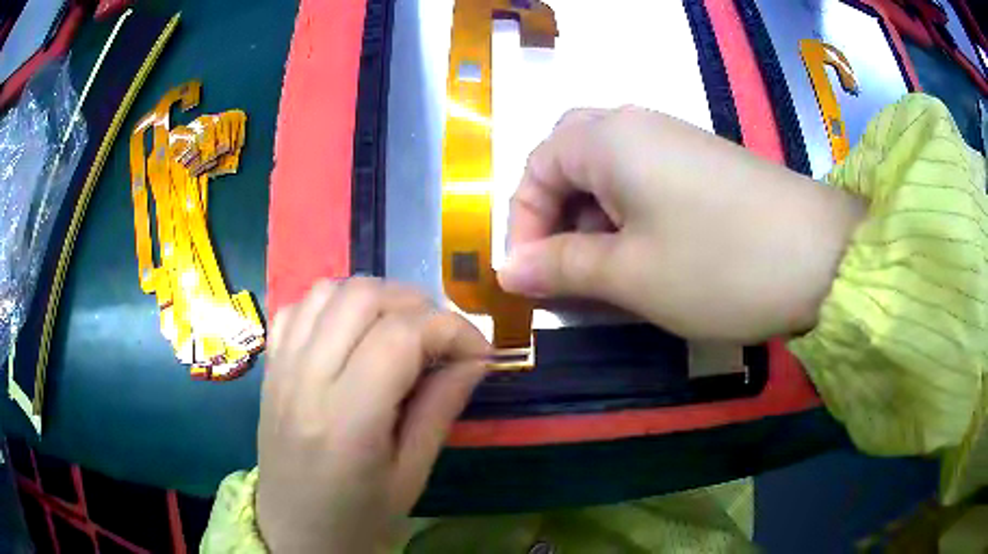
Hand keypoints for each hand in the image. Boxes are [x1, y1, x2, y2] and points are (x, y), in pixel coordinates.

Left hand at [255, 278, 489, 552]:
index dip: (452, 329)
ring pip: (330, 290)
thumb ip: (441, 408)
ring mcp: (281, 368)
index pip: (401, 337)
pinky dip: (334, 304)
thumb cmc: (360, 517)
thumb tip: (476, 358)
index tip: (479, 351)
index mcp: (347, 420)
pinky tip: (352, 332)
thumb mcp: (412, 474)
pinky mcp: (270, 366)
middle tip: (441, 339)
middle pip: (363, 298)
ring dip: (375, 298)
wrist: (296, 533)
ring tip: (400, 329)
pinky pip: (299, 307)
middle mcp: (306, 381)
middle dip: (417, 305)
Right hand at [498, 107, 864, 341]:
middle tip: (565, 261)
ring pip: (610, 169)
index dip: (523, 222)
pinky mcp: (705, 162)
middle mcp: (638, 125)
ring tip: (608, 268)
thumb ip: (561, 268)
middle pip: (571, 157)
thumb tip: (509, 271)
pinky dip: (630, 213)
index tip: (530, 275)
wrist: (823, 257)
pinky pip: (646, 178)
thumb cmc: (719, 265)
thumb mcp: (629, 275)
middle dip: (556, 211)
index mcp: (609, 139)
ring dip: (593, 215)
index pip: (537, 167)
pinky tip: (649, 252)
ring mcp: (677, 140)